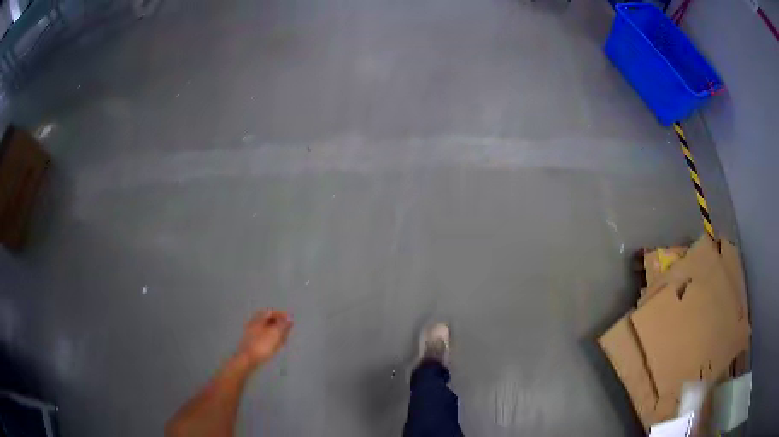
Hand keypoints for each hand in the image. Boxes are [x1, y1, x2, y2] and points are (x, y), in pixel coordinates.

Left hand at [236, 309, 292, 367]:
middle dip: (278, 323)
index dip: (281, 315)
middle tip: (288, 329)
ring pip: (265, 329)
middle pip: (267, 320)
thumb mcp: (275, 334)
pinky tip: (275, 345)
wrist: (248, 360)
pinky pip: (263, 337)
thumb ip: (283, 325)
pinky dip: (271, 338)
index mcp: (258, 319)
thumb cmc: (262, 345)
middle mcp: (253, 324)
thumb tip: (289, 318)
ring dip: (275, 332)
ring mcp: (251, 333)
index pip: (271, 312)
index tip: (290, 320)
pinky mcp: (251, 343)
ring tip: (284, 338)